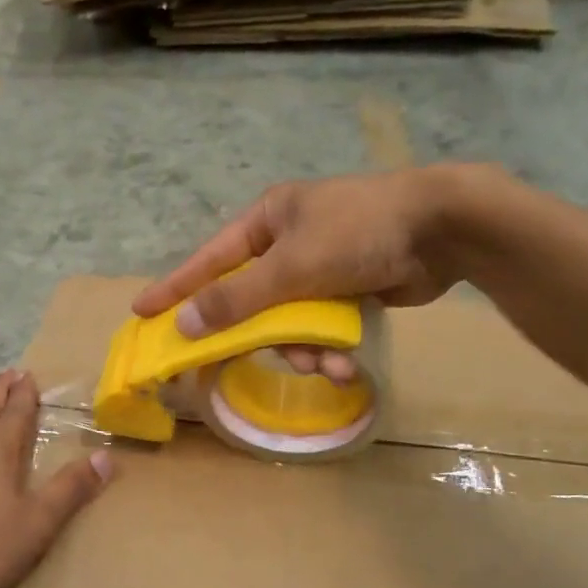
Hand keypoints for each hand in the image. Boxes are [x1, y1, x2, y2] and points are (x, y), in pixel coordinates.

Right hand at [130, 168, 476, 377]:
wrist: (445, 229)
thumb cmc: (359, 233)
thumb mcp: (292, 266)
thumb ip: (237, 299)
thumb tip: (185, 323)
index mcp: (268, 221)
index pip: (208, 260)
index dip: (175, 288)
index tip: (142, 311)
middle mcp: (288, 243)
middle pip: (251, 300)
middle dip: (261, 335)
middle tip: (238, 364)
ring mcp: (320, 267)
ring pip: (290, 322)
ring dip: (305, 349)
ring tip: (326, 365)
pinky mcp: (349, 290)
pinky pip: (322, 327)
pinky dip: (330, 348)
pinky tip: (346, 366)